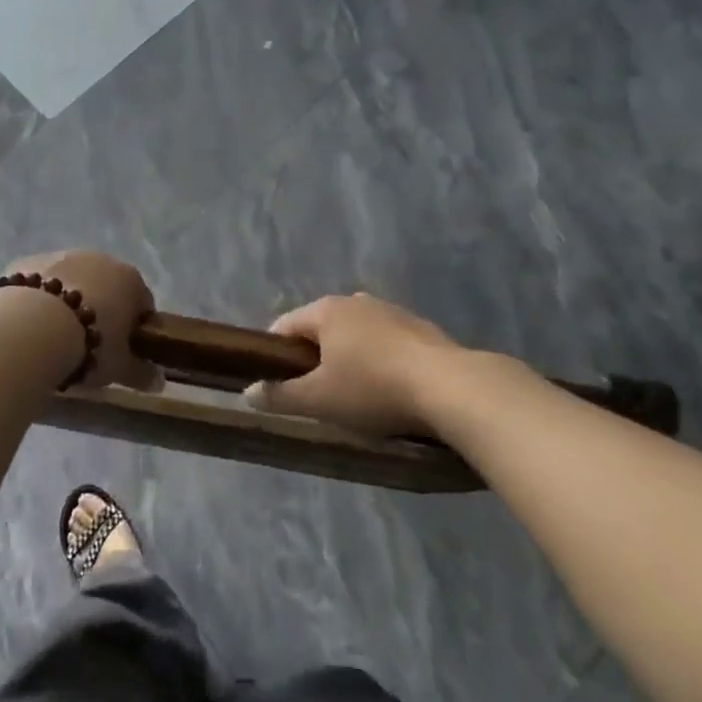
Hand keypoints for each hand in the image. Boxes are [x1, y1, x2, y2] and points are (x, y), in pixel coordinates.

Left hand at [0, 250, 160, 391]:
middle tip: (88, 344)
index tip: (123, 350)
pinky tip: (28, 323)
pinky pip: (39, 283)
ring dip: (67, 301)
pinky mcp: (27, 261)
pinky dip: (38, 299)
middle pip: (106, 287)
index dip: (135, 328)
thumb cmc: (88, 346)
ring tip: (54, 336)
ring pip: (70, 281)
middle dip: (100, 310)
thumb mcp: (119, 367)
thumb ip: (141, 373)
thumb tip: (159, 381)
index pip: (143, 303)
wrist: (29, 327)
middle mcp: (98, 258)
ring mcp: (60, 255)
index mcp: (129, 279)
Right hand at [248, 293, 462, 437]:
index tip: (276, 384)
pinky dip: (380, 361)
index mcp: (325, 310)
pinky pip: (386, 343)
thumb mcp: (319, 400)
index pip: (284, 326)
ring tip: (355, 394)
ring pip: (356, 335)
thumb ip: (280, 396)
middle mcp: (355, 301)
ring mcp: (391, 311)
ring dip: (349, 358)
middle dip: (314, 358)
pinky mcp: (421, 328)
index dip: (274, 355)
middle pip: (321, 328)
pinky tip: (390, 389)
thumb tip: (249, 393)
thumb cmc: (373, 389)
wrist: (452, 388)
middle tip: (316, 394)